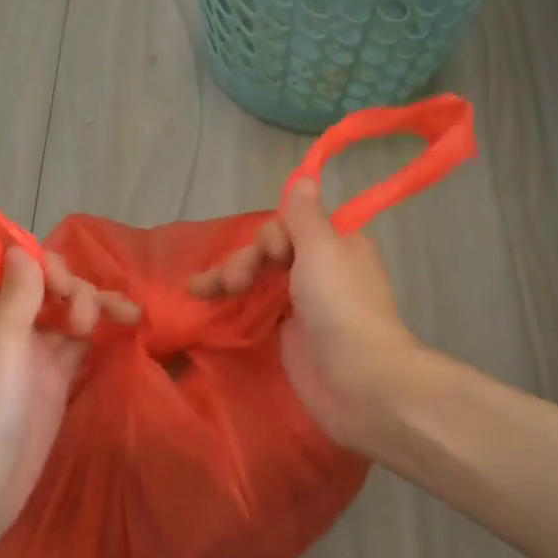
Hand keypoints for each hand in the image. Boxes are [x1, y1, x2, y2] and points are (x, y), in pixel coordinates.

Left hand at [0, 246, 135, 542]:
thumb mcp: (0, 341)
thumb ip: (18, 293)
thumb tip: (22, 246)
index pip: (22, 270)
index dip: (49, 269)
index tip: (67, 286)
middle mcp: (10, 326)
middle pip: (52, 290)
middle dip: (78, 292)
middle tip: (89, 318)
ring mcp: (36, 354)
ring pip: (72, 315)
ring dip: (98, 308)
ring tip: (129, 316)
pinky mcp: (57, 380)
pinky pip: (83, 344)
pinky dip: (103, 333)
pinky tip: (129, 326)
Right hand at [189, 179, 419, 454]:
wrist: (358, 381)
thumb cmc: (341, 306)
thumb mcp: (322, 248)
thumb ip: (304, 215)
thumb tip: (305, 176)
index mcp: (337, 245)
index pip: (290, 226)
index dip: (270, 238)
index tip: (269, 256)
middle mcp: (323, 271)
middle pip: (271, 253)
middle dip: (245, 261)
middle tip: (230, 284)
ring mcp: (306, 306)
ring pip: (261, 280)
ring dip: (230, 280)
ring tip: (199, 292)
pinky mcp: (291, 336)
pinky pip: (258, 310)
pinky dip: (235, 305)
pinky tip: (209, 304)